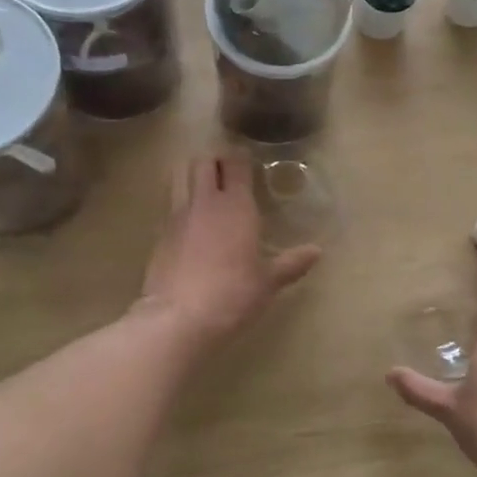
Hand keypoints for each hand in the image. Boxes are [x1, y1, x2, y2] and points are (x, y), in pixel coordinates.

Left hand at [138, 152, 320, 347]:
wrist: (179, 318)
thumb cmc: (233, 295)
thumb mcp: (268, 282)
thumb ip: (291, 263)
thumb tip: (316, 252)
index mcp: (236, 205)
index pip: (236, 164)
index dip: (241, 158)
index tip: (248, 161)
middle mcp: (204, 201)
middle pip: (203, 161)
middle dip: (214, 160)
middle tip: (226, 171)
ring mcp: (177, 216)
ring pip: (179, 176)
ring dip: (191, 174)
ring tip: (204, 188)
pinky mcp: (159, 234)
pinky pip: (170, 206)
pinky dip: (179, 204)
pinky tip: (189, 222)